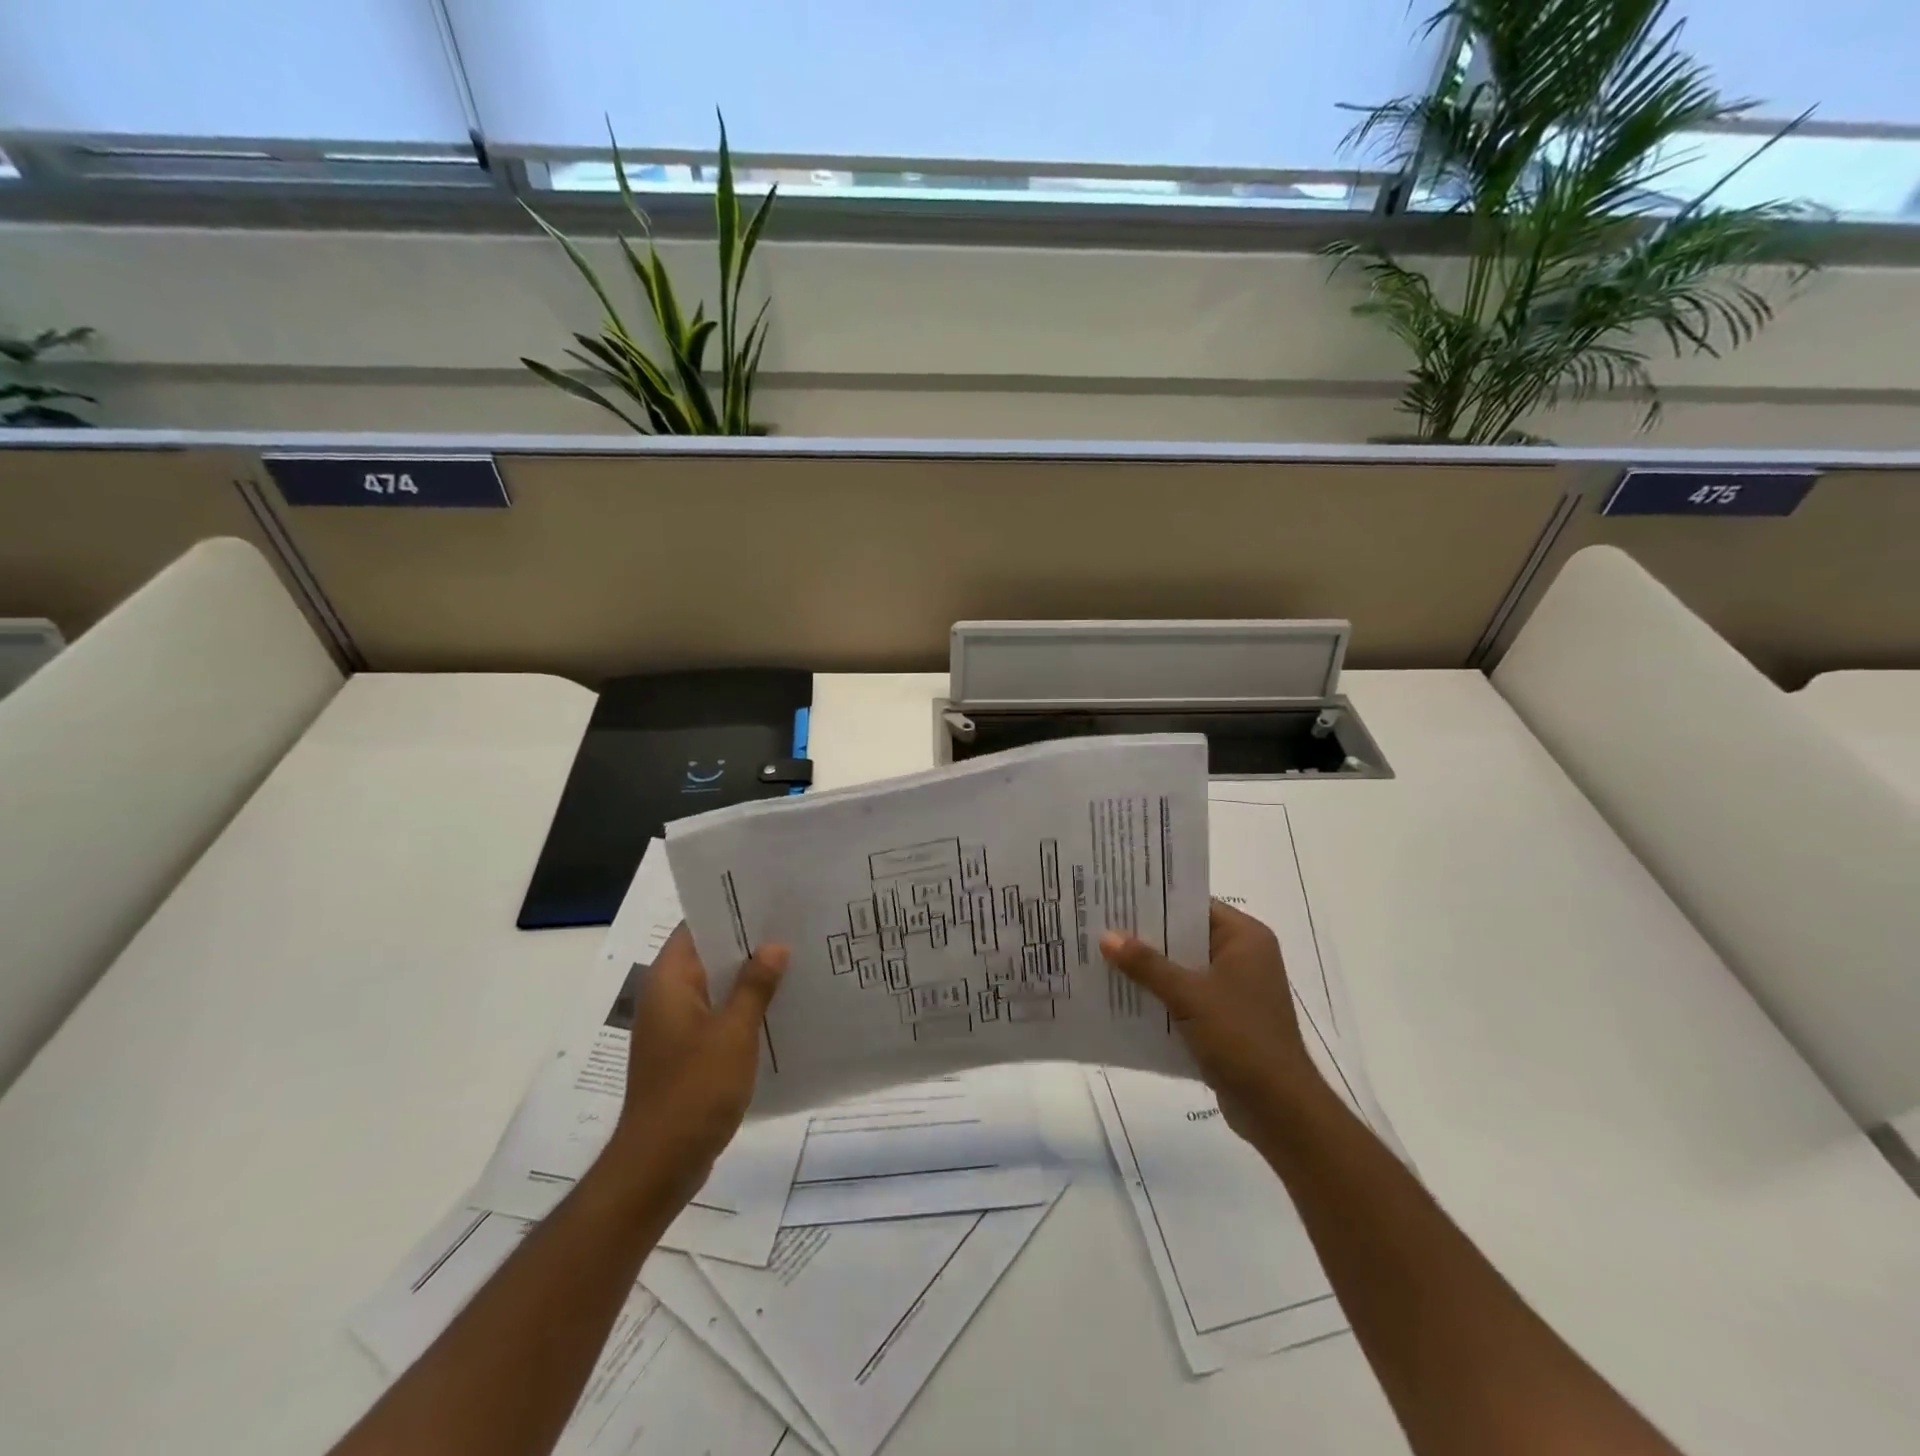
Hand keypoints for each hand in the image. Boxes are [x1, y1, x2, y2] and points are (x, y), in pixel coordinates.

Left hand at [609, 925, 786, 1204]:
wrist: (659, 1166)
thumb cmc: (694, 1091)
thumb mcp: (733, 1034)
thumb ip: (755, 986)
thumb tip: (774, 945)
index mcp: (669, 982)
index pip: (696, 927)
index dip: (730, 909)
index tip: (770, 897)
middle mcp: (667, 997)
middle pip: (709, 954)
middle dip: (749, 943)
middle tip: (794, 925)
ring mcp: (676, 1027)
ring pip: (717, 986)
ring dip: (749, 977)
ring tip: (796, 960)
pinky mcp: (686, 1053)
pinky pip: (718, 1015)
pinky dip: (744, 1008)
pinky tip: (780, 1008)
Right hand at [1100, 900, 1318, 1140]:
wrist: (1278, 1109)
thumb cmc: (1240, 1038)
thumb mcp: (1189, 995)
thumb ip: (1147, 964)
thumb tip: (1106, 936)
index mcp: (1245, 938)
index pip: (1194, 904)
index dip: (1156, 900)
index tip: (1116, 896)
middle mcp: (1243, 957)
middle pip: (1186, 935)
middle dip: (1146, 936)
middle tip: (1100, 924)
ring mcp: (1235, 990)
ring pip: (1183, 968)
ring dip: (1150, 969)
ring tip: (1102, 957)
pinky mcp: (1225, 1019)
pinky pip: (1186, 996)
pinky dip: (1160, 996)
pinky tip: (1123, 996)